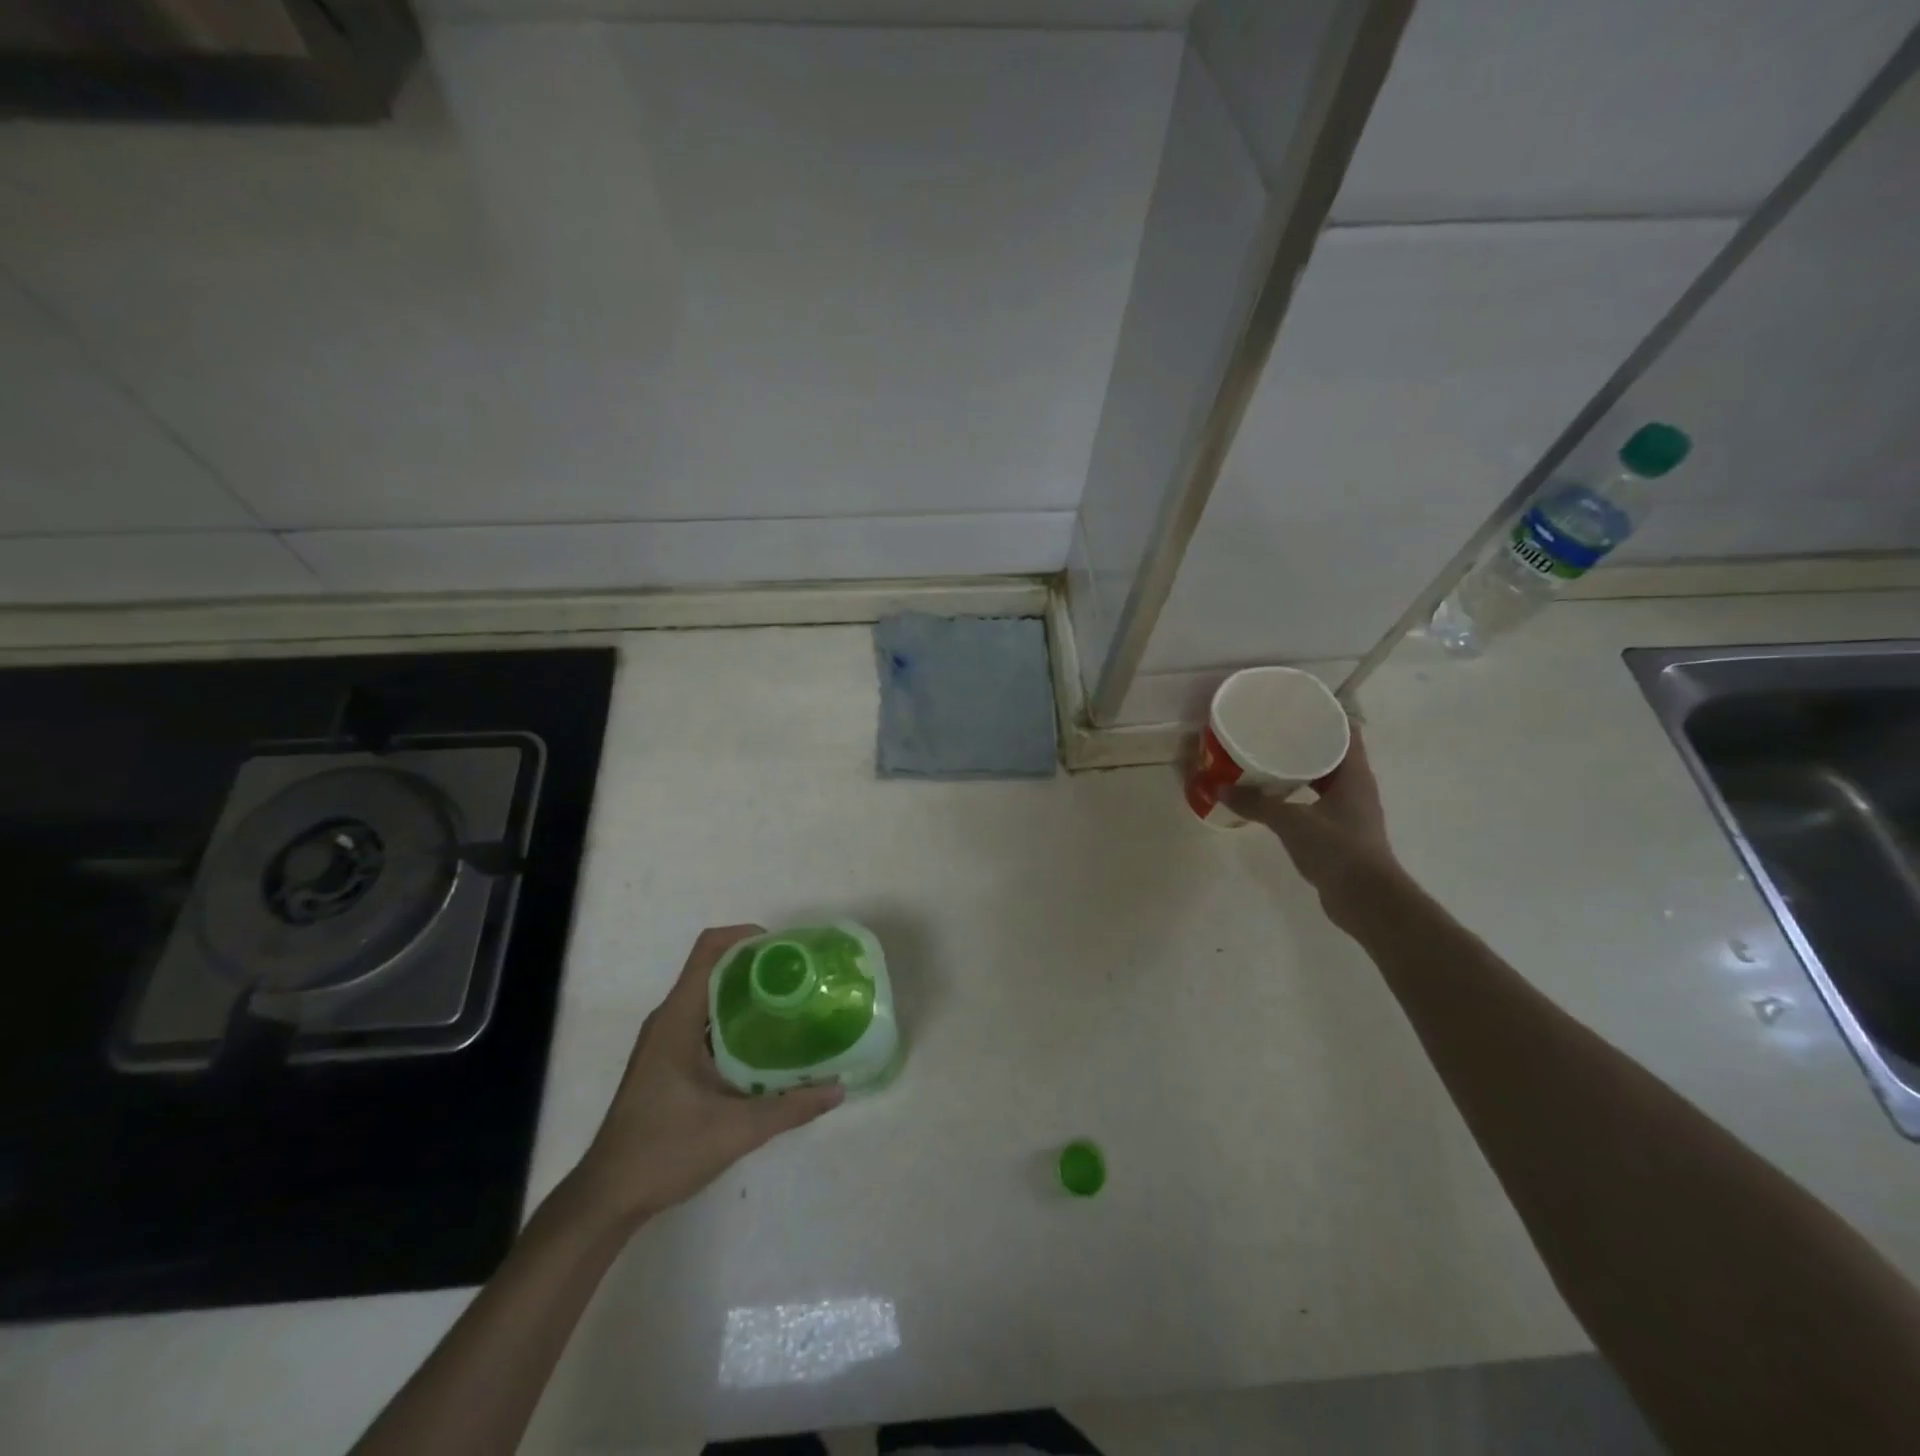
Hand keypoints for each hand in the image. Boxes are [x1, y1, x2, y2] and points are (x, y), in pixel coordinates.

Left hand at [573, 925, 843, 1224]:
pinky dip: (737, 1020)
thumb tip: (838, 1087)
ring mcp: (666, 1040)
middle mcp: (669, 1019)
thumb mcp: (736, 1130)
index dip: (746, 936)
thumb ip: (790, 1107)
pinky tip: (767, 1042)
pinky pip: (706, 1021)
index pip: (709, 950)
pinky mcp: (668, 1061)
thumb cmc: (664, 1152)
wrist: (607, 1198)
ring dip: (748, 993)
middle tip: (801, 977)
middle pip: (714, 968)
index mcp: (677, 1019)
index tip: (786, 950)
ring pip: (711, 996)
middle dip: (758, 965)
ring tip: (793, 1003)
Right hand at [1226, 729, 1400, 918]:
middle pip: (1333, 752)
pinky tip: (1274, 796)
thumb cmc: (1337, 850)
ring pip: (1324, 778)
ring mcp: (1351, 811)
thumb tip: (1220, 787)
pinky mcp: (1341, 832)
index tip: (1296, 706)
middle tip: (1272, 731)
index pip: (1346, 730)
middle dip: (1305, 740)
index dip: (1325, 714)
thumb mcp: (1292, 823)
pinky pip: (1318, 801)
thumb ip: (1256, 804)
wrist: (1366, 899)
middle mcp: (1357, 787)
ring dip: (1301, 769)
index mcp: (1354, 774)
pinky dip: (1299, 794)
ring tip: (1267, 759)